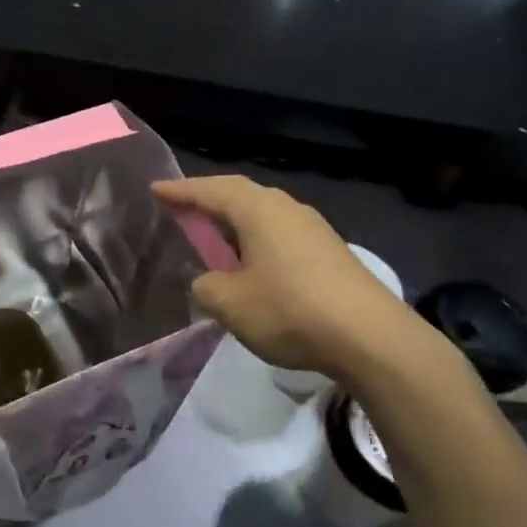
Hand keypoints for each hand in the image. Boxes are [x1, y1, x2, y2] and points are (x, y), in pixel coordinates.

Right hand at [152, 176, 458, 384]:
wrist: (370, 336)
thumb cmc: (289, 310)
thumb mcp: (230, 303)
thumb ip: (206, 286)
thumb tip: (208, 281)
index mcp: (258, 209)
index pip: (210, 190)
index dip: (181, 191)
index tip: (156, 191)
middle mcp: (287, 208)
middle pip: (240, 195)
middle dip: (209, 202)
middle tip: (183, 211)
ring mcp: (313, 228)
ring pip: (263, 216)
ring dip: (235, 224)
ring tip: (215, 239)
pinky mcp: (330, 251)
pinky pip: (281, 234)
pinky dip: (257, 242)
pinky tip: (254, 266)